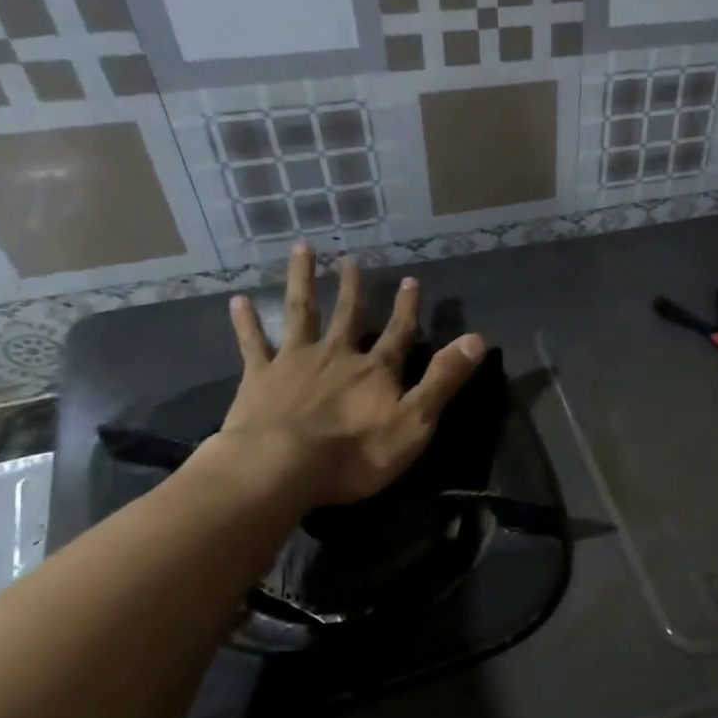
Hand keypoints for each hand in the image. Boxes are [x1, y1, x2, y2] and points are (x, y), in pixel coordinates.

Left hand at [214, 243, 485, 507]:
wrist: (281, 467)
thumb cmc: (356, 453)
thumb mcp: (415, 421)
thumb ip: (444, 379)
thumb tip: (478, 339)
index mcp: (376, 370)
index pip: (398, 333)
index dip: (407, 308)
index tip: (410, 280)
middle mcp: (337, 356)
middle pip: (348, 315)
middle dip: (353, 287)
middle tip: (350, 259)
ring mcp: (295, 363)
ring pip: (301, 313)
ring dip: (303, 281)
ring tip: (302, 250)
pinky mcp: (259, 378)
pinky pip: (252, 344)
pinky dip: (246, 322)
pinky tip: (238, 300)